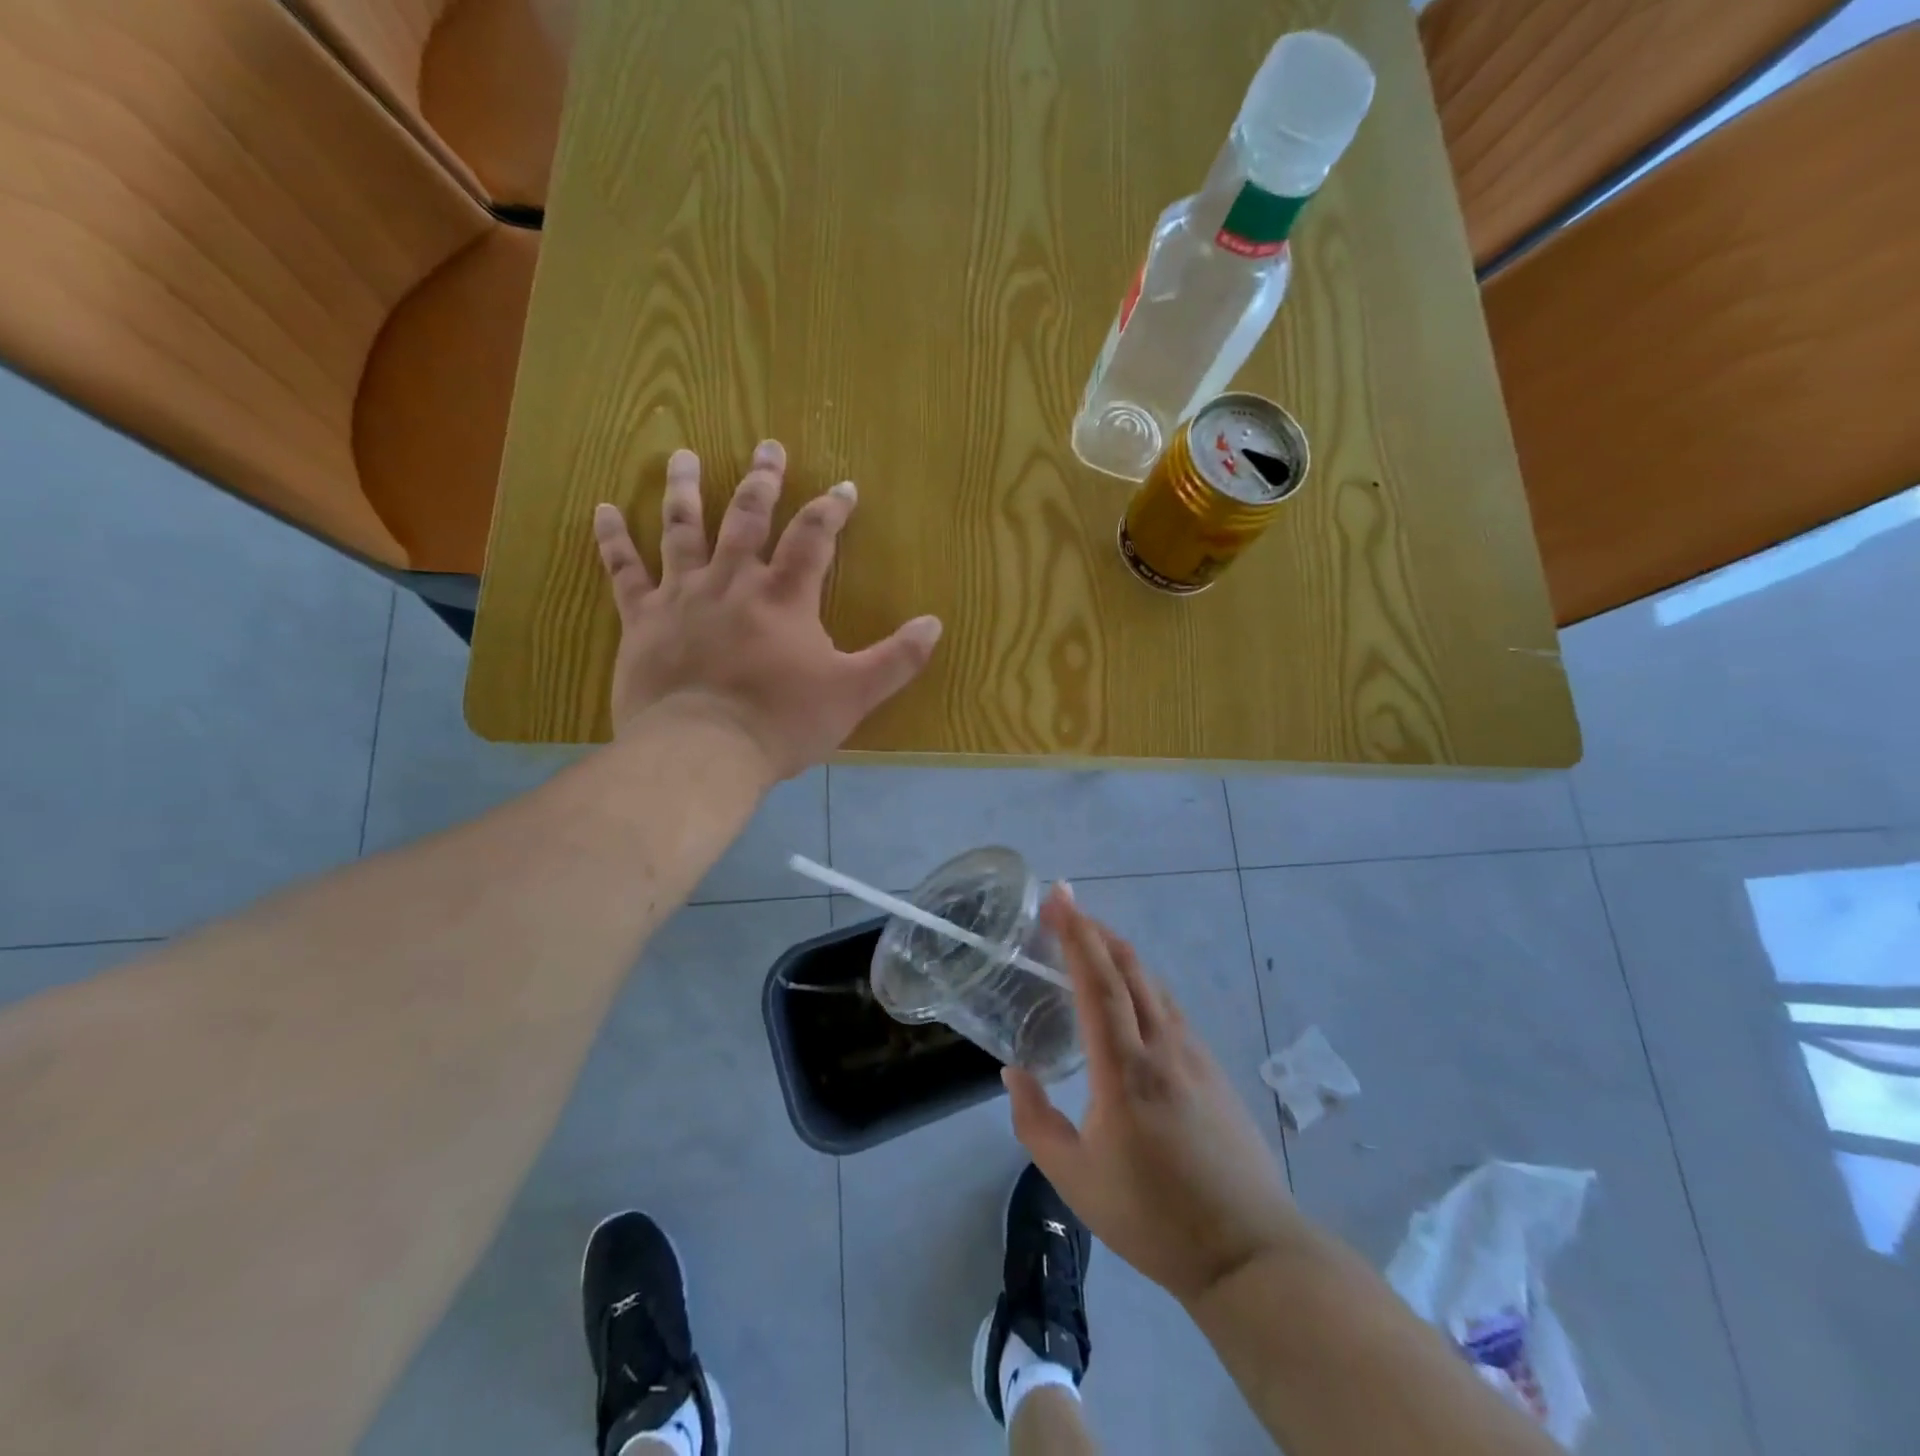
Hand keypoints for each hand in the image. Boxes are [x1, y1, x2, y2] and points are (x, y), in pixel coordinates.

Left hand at [592, 441, 941, 777]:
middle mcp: (732, 582)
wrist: (702, 751)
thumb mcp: (854, 694)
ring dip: (687, 490)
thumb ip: (897, 659)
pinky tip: (604, 509)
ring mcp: (682, 596)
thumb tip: (934, 624)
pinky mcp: (642, 620)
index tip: (844, 486)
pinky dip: (613, 540)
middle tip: (768, 446)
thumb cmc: (781, 722)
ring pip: (682, 529)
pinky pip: (624, 572)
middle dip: (762, 481)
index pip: (813, 537)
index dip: (831, 509)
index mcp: (784, 597)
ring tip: (685, 454)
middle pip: (747, 518)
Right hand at [1005, 887, 1302, 1306]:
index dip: (1076, 936)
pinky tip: (1134, 996)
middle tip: (1067, 905)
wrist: (1249, 1252)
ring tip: (1093, 940)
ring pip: (1154, 985)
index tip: (1058, 900)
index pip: (1098, 984)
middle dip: (1096, 929)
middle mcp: (1163, 1048)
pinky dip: (1144, 984)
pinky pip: (1171, 1008)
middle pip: (1130, 969)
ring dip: (1121, 953)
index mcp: (1125, 1070)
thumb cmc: (1153, 1217)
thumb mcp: (1075, 1179)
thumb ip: (1035, 1122)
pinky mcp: (1213, 1069)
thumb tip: (1013, 1072)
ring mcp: (1194, 1055)